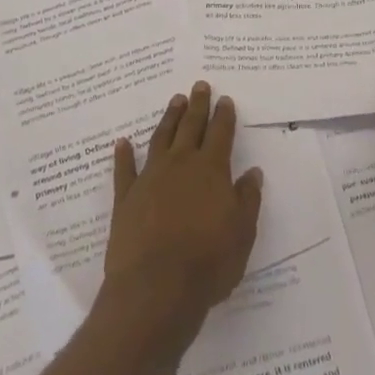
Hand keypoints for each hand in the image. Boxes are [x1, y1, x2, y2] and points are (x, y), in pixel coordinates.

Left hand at [103, 84, 262, 352]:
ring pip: (161, 139)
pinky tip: (122, 142)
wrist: (156, 288)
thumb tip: (252, 173)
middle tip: (199, 85)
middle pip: (190, 127)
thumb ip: (247, 200)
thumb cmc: (208, 263)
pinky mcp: (125, 198)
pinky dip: (123, 155)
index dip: (224, 115)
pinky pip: (124, 170)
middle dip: (197, 105)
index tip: (225, 99)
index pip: (220, 134)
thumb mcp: (242, 233)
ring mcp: (150, 179)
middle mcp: (180, 165)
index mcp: (212, 171)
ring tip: (175, 101)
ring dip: (169, 119)